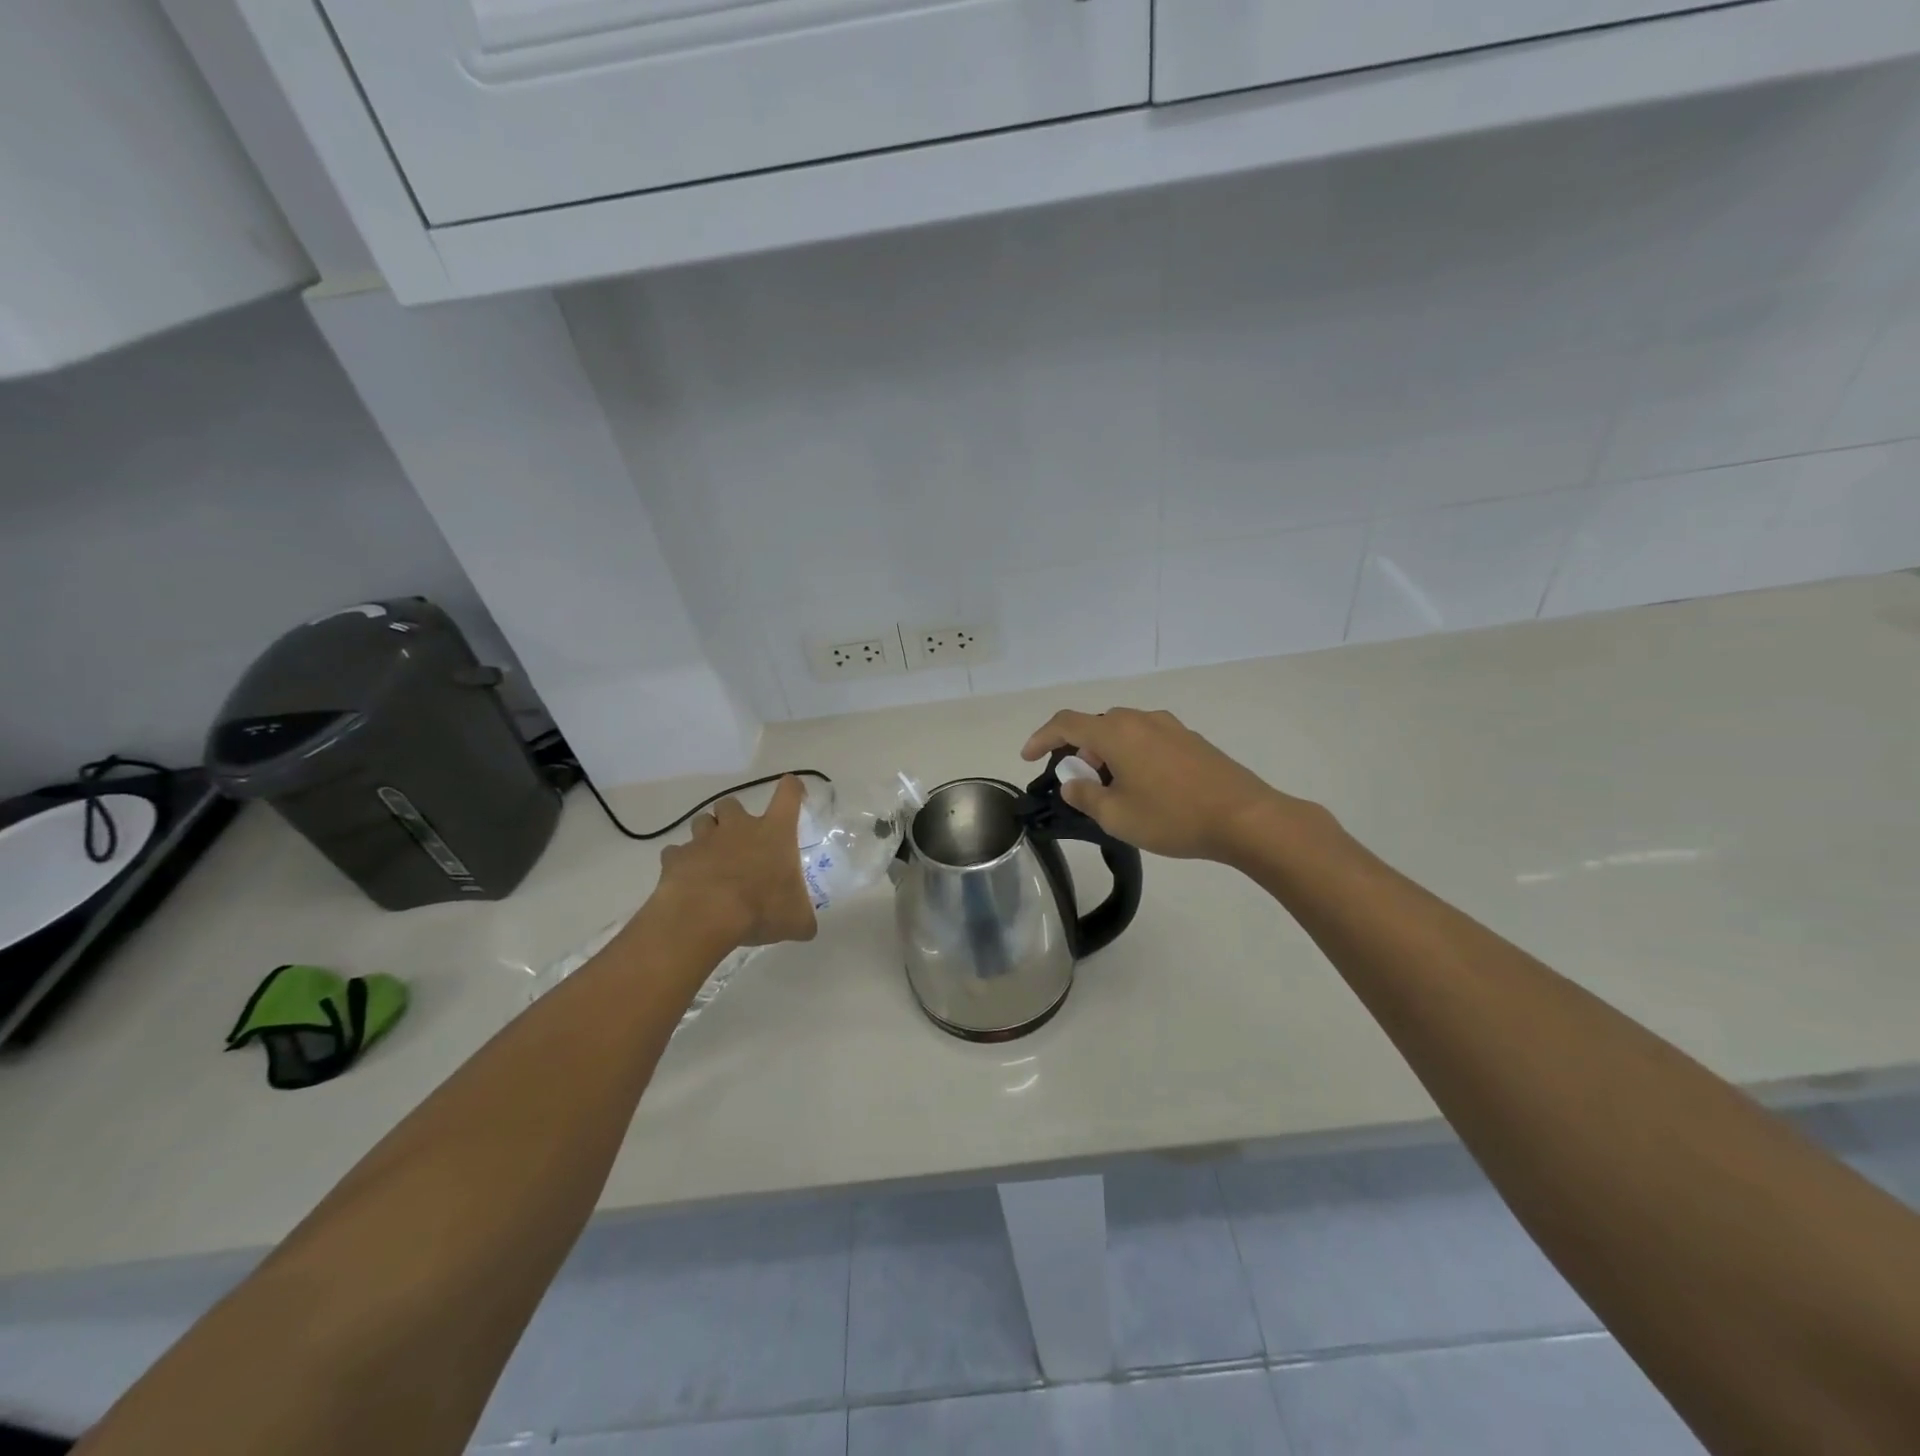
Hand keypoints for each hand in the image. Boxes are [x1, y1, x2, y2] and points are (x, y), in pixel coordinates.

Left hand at [652, 776, 818, 947]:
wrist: (706, 915)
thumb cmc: (760, 908)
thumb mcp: (795, 920)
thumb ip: (803, 919)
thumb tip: (807, 928)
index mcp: (774, 832)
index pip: (788, 794)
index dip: (792, 788)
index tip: (793, 790)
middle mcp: (739, 827)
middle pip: (732, 803)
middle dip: (733, 816)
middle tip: (739, 839)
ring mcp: (704, 840)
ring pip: (702, 821)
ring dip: (707, 835)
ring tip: (711, 858)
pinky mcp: (676, 857)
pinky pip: (676, 852)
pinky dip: (681, 861)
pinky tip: (687, 879)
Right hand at [1022, 707, 1314, 863]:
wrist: (1245, 818)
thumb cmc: (1172, 816)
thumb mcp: (1116, 816)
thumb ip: (1084, 796)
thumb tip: (1072, 783)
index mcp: (1116, 733)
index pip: (1066, 723)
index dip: (1041, 737)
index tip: (1028, 757)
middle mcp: (1141, 720)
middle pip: (1097, 726)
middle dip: (1079, 751)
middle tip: (1078, 784)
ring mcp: (1170, 727)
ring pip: (1124, 732)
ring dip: (1107, 754)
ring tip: (1113, 790)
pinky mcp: (1191, 740)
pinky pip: (1148, 739)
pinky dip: (1132, 755)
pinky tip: (1145, 786)